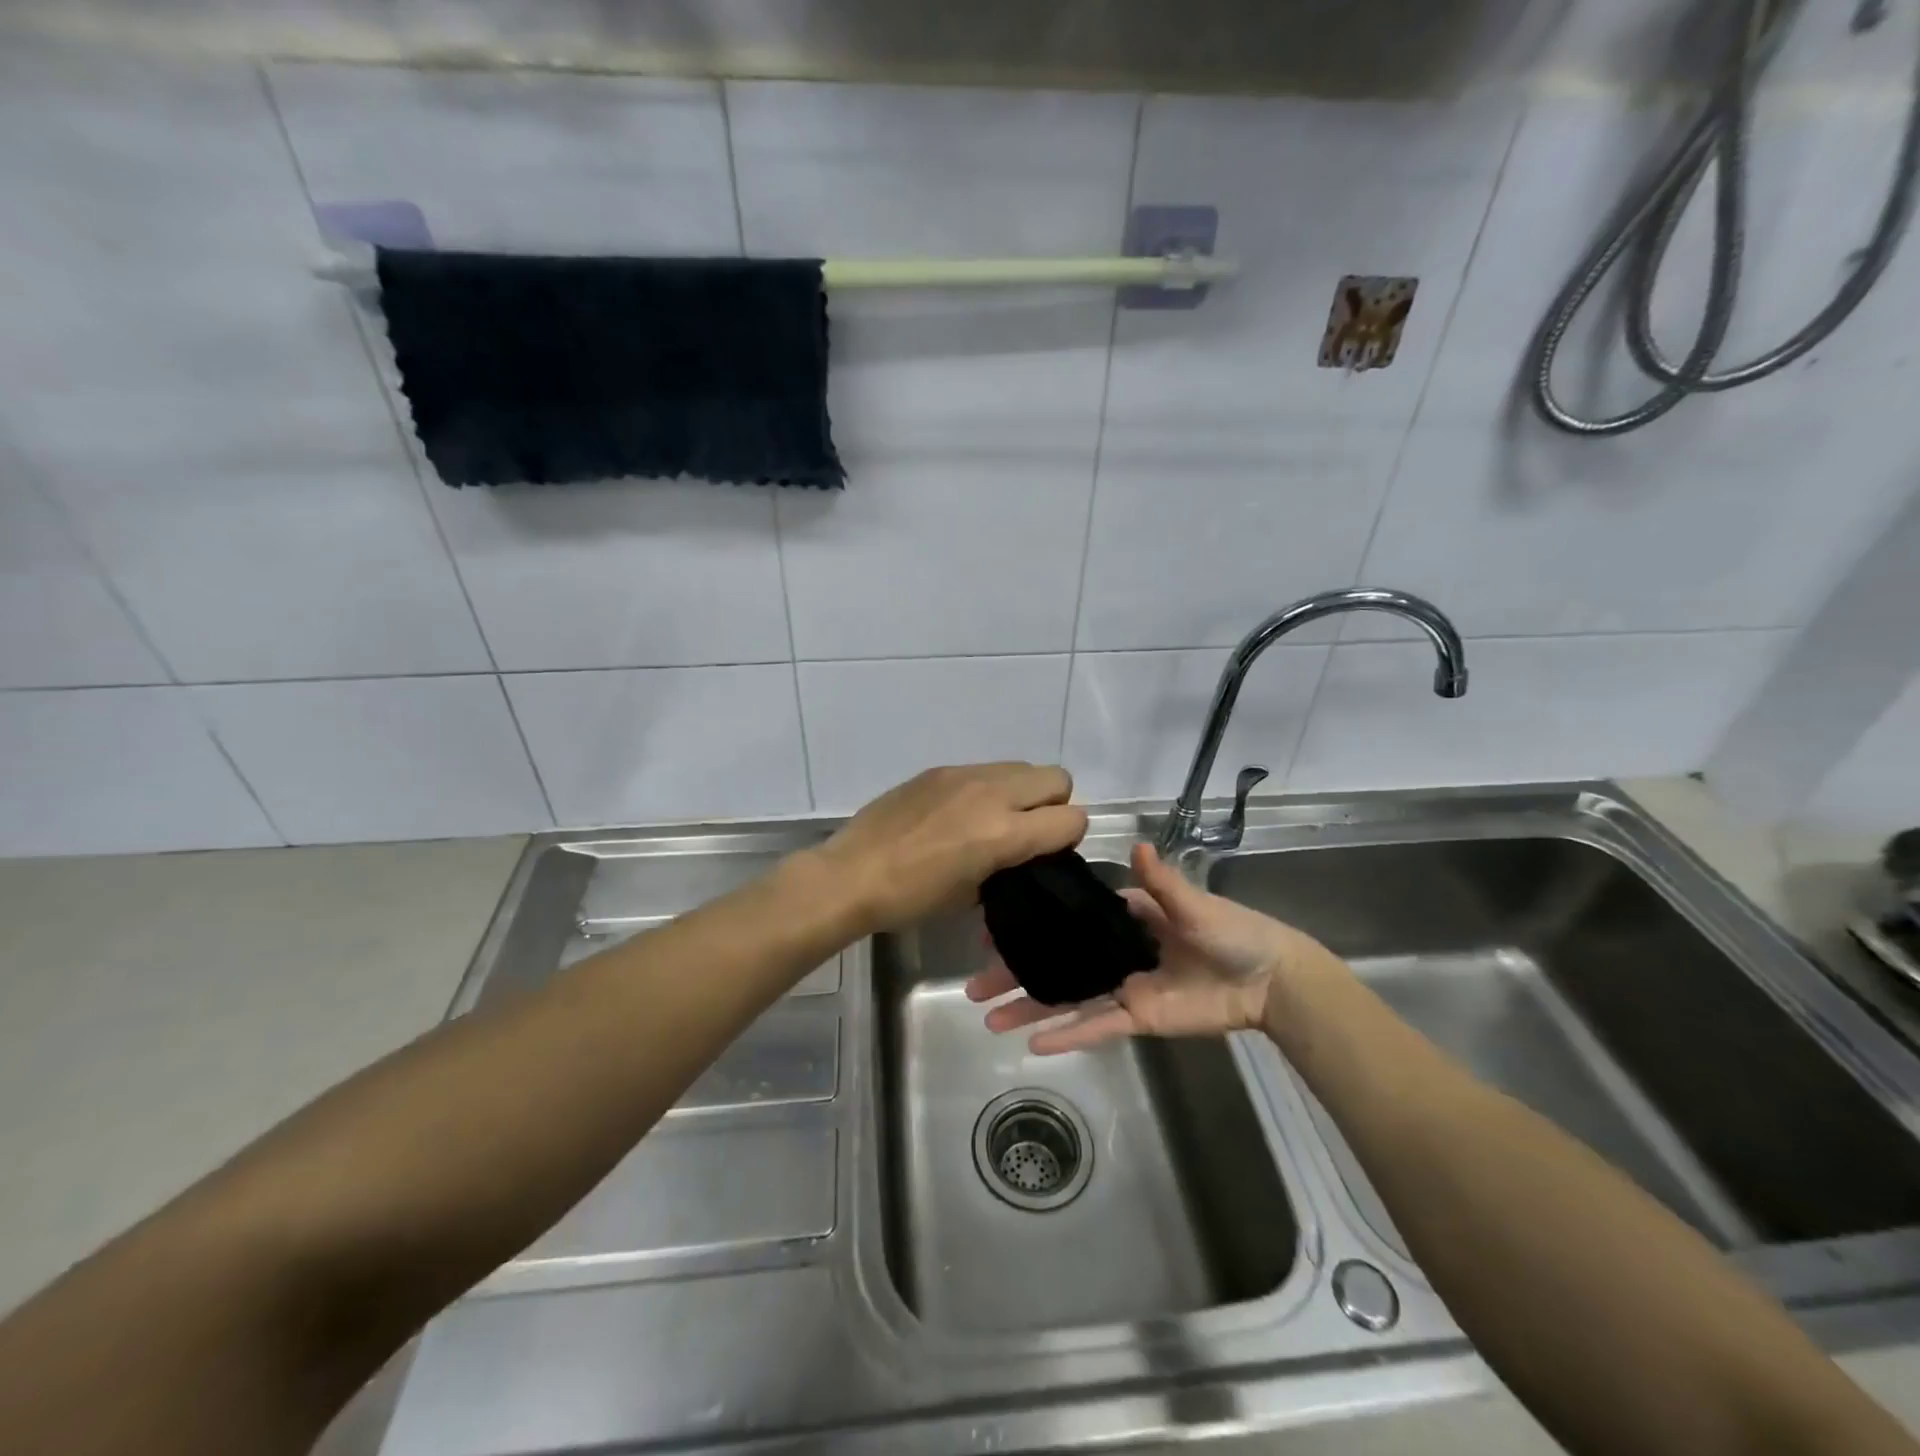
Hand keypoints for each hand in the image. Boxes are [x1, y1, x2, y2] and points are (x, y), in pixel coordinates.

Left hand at [810, 763, 1087, 935]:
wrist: (852, 874)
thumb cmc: (912, 898)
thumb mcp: (972, 895)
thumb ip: (1009, 866)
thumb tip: (1019, 854)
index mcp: (1004, 832)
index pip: (1072, 818)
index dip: (1068, 838)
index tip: (1048, 853)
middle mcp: (992, 793)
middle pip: (1057, 778)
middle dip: (1053, 804)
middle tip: (1026, 831)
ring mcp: (964, 775)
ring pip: (1021, 767)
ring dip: (1021, 792)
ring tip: (992, 819)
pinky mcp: (940, 769)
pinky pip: (984, 770)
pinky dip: (987, 788)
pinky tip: (958, 813)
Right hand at [965, 840, 1345, 1053]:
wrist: (1269, 981)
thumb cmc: (1232, 931)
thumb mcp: (1195, 904)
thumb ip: (1162, 883)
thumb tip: (1138, 845)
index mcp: (1122, 918)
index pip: (1065, 919)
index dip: (1030, 923)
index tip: (992, 929)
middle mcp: (1112, 952)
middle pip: (1054, 962)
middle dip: (1015, 972)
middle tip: (974, 983)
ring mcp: (1121, 987)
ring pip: (1065, 999)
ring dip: (1029, 1008)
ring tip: (988, 1017)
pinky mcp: (1136, 1019)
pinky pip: (1095, 1027)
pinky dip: (1066, 1036)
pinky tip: (1030, 1044)